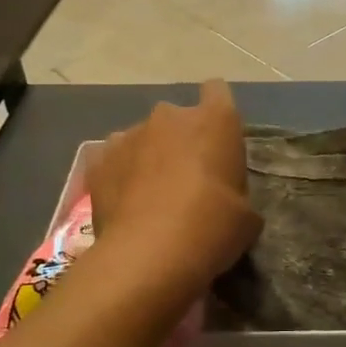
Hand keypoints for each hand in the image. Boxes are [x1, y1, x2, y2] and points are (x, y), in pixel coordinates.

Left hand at [87, 80, 260, 319]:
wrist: (148, 255)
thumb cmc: (211, 228)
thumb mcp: (246, 216)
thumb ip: (236, 194)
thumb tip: (228, 203)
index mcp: (214, 120)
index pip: (217, 91)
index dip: (217, 112)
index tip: (218, 140)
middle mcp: (170, 116)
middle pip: (178, 118)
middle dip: (181, 141)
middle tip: (187, 179)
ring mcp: (130, 134)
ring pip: (143, 138)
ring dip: (149, 157)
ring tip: (150, 196)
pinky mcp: (99, 159)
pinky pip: (114, 160)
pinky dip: (120, 176)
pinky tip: (125, 205)